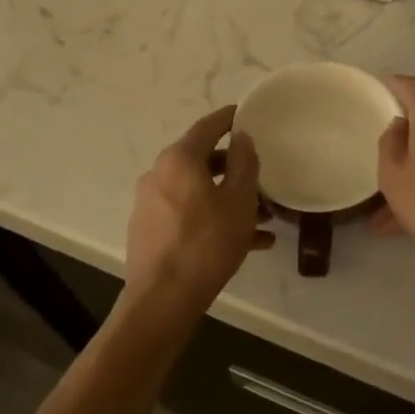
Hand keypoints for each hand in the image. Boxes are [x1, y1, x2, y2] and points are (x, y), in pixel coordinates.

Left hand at [125, 105, 272, 308]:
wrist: (163, 299)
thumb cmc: (206, 243)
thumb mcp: (238, 201)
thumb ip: (243, 162)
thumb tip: (241, 137)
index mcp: (178, 160)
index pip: (207, 127)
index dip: (229, 118)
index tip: (247, 114)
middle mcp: (159, 175)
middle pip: (203, 161)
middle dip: (235, 169)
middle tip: (263, 177)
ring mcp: (151, 204)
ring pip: (198, 191)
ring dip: (229, 199)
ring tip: (264, 219)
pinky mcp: (150, 230)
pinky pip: (189, 215)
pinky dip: (215, 219)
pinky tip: (248, 242)